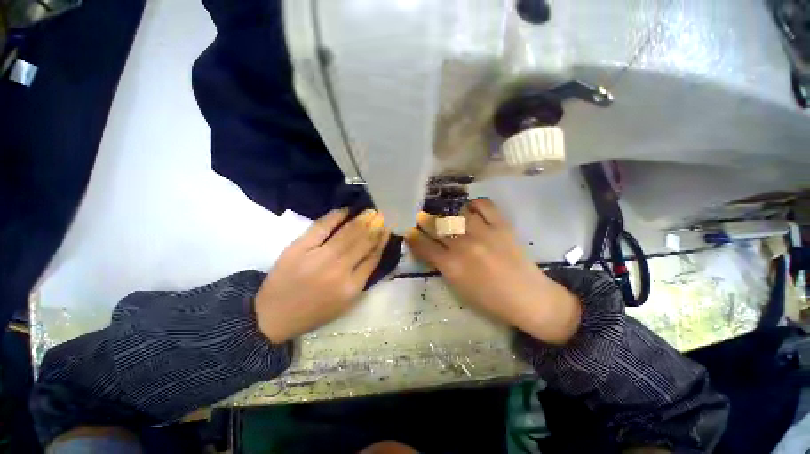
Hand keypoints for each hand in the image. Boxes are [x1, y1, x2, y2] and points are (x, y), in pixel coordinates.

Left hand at [255, 208, 389, 342]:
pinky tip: (345, 210)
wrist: (273, 316)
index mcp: (351, 288)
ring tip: (370, 211)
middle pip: (362, 243)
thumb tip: (375, 251)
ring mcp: (318, 257)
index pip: (373, 258)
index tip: (388, 229)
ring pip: (346, 234)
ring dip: (361, 220)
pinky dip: (335, 216)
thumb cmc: (314, 311)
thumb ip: (362, 277)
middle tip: (381, 215)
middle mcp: (338, 271)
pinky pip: (321, 227)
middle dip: (375, 227)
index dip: (382, 241)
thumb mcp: (345, 302)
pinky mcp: (299, 248)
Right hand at [405, 199, 580, 344]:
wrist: (527, 297)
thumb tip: (431, 249)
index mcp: (451, 266)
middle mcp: (464, 246)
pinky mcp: (501, 225)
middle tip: (421, 218)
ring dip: (450, 216)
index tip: (410, 232)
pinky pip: (484, 205)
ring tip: (451, 219)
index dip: (414, 238)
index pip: (424, 246)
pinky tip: (471, 211)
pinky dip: (474, 205)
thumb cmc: (490, 300)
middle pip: (437, 227)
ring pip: (457, 214)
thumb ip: (442, 265)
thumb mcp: (458, 287)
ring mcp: (483, 233)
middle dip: (425, 221)